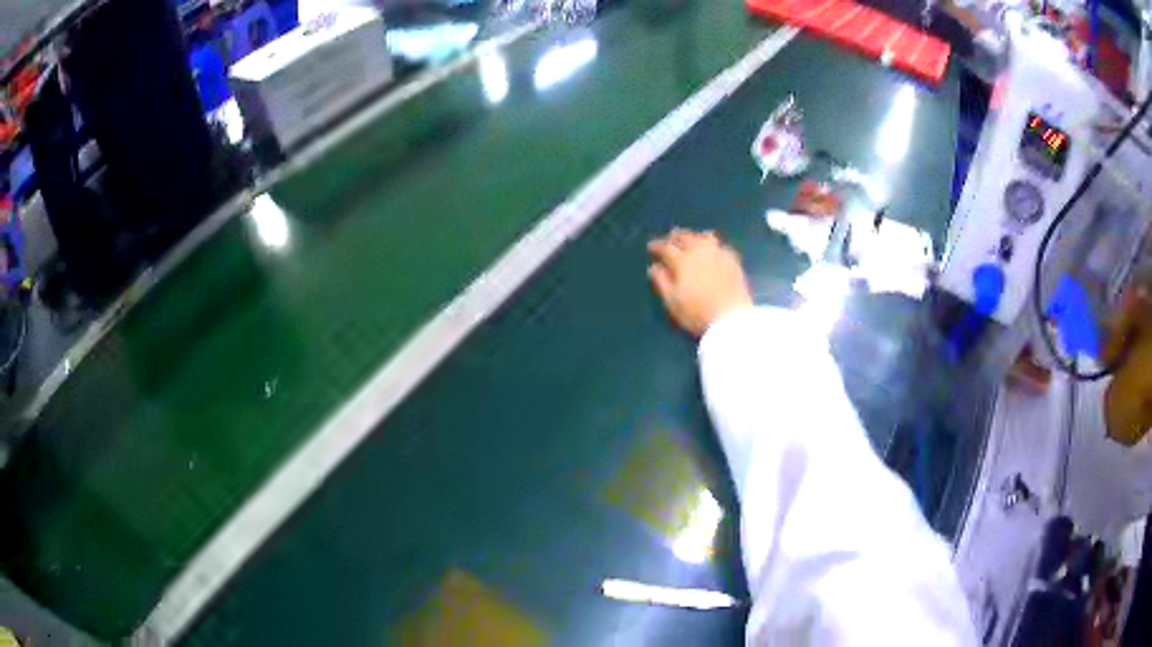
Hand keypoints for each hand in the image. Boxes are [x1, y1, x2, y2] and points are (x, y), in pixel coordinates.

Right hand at [648, 228, 753, 336]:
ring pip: (704, 237)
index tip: (651, 246)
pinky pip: (720, 245)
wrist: (731, 318)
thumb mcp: (672, 301)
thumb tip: (654, 267)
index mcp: (682, 261)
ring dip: (694, 235)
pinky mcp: (733, 261)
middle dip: (675, 236)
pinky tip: (711, 248)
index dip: (657, 246)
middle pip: (686, 237)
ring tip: (690, 238)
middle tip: (669, 237)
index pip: (666, 247)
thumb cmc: (697, 313)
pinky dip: (711, 243)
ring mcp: (718, 254)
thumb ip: (661, 282)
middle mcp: (700, 252)